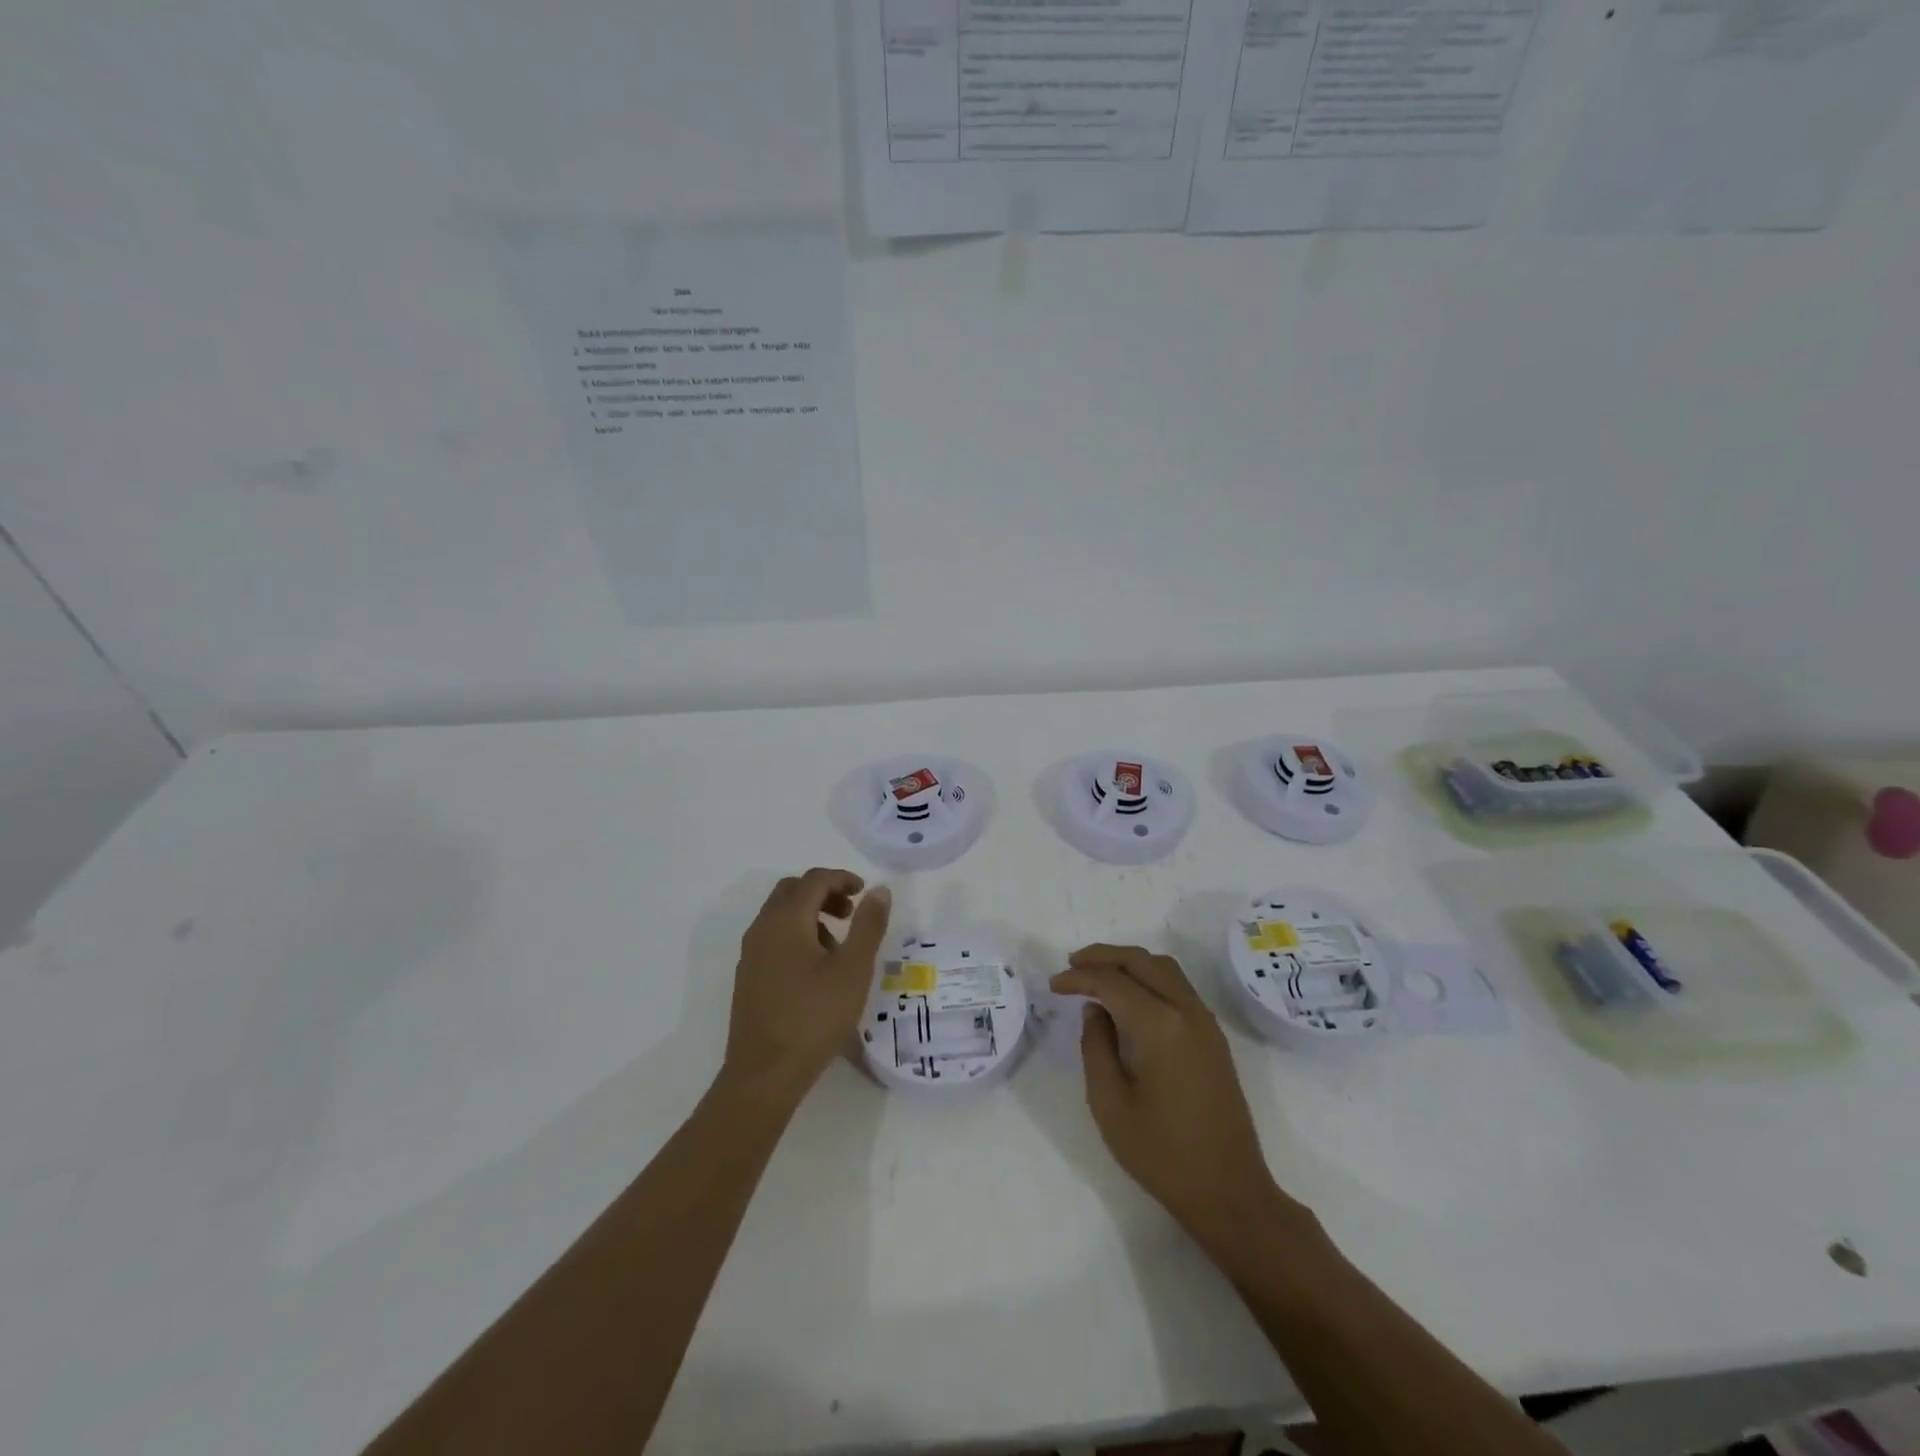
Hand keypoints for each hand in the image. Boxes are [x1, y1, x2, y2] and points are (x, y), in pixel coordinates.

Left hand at [722, 868, 891, 1106]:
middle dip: (824, 892)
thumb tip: (878, 891)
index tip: (864, 892)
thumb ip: (868, 926)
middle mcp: (762, 929)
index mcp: (786, 920)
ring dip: (810, 914)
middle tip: (851, 912)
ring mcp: (751, 954)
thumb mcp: (853, 969)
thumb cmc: (814, 1017)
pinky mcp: (748, 977)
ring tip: (839, 945)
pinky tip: (816, 970)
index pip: (813, 880)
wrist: (764, 1074)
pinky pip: (772, 937)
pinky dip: (796, 935)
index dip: (842, 878)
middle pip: (792, 890)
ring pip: (780, 914)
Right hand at [1052, 945, 1296, 1249]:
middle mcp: (1186, 1011)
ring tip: (1098, 974)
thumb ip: (1096, 1048)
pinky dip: (1149, 977)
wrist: (1230, 1192)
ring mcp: (1205, 1022)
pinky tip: (1130, 997)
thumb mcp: (1110, 1104)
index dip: (1079, 978)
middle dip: (1103, 957)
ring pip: (1164, 968)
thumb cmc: (1162, 1154)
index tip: (1053, 986)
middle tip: (1072, 965)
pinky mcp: (1214, 1036)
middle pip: (1141, 961)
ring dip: (1129, 963)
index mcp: (1159, 1026)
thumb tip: (1096, 1010)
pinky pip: (1178, 986)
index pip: (1112, 982)